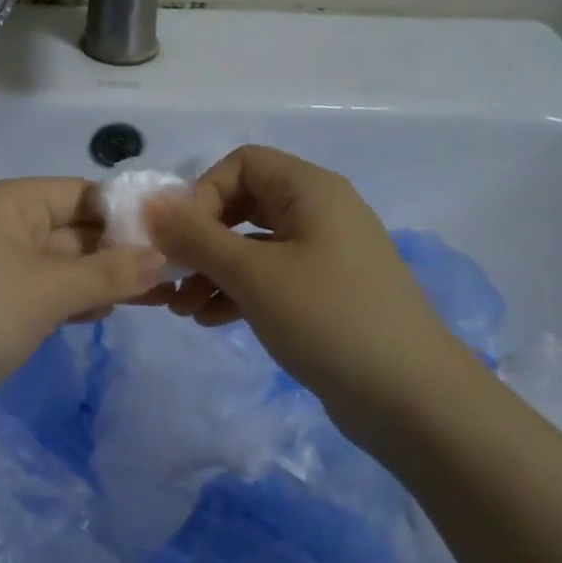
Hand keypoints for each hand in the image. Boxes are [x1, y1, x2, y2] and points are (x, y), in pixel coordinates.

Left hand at [0, 177, 165, 402]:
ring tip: (158, 295)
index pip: (80, 193)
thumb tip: (161, 256)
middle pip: (72, 230)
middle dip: (120, 250)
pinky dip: (73, 302)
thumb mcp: (47, 288)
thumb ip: (108, 272)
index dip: (127, 212)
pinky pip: (41, 297)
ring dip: (102, 279)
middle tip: (178, 271)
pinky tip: (107, 312)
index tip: (176, 235)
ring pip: (59, 267)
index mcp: (8, 203)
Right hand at [145, 146, 483, 432]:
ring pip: (253, 246)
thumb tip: (150, 204)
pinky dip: (237, 291)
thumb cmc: (328, 320)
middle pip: (243, 204)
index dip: (202, 194)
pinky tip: (210, 320)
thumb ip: (196, 237)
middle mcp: (320, 213)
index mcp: (311, 190)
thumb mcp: (253, 275)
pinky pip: (270, 277)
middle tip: (171, 274)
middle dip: (200, 238)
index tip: (180, 240)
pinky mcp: (326, 294)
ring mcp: (326, 255)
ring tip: (181, 308)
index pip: (241, 163)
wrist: (412, 399)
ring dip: (212, 270)